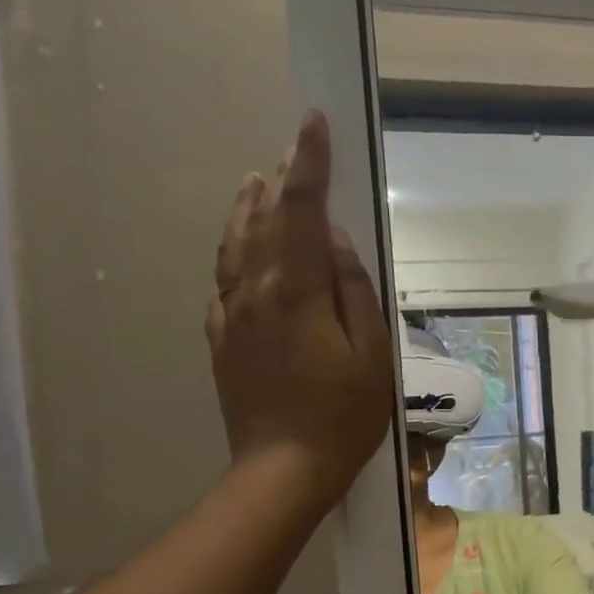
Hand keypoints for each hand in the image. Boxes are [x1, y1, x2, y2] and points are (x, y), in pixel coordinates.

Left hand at [207, 110, 392, 504]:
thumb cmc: (343, 416)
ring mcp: (231, 317)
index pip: (302, 211)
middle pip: (263, 221)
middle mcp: (253, 292)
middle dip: (280, 180)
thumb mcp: (372, 355)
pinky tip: (242, 252)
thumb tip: (337, 243)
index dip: (309, 164)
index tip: (314, 122)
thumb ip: (355, 291)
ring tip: (256, 181)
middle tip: (292, 149)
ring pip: (234, 246)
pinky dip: (233, 251)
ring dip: (247, 208)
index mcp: (295, 292)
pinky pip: (224, 281)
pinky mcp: (222, 341)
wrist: (283, 470)